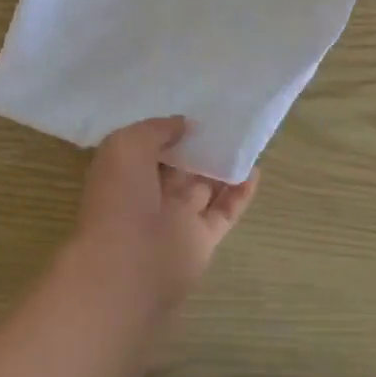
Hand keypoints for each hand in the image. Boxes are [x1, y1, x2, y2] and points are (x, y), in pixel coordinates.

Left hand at [69, 117, 258, 309]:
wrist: (127, 266)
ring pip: (204, 187)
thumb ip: (156, 130)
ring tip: (245, 141)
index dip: (169, 130)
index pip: (149, 146)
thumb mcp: (126, 145)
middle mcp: (149, 194)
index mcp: (125, 172)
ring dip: (222, 167)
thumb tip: (184, 125)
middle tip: (226, 120)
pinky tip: (255, 170)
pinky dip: (240, 193)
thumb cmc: (119, 198)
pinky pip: (224, 211)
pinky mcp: (202, 239)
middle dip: (198, 146)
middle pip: (179, 165)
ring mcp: (177, 218)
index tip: (193, 110)